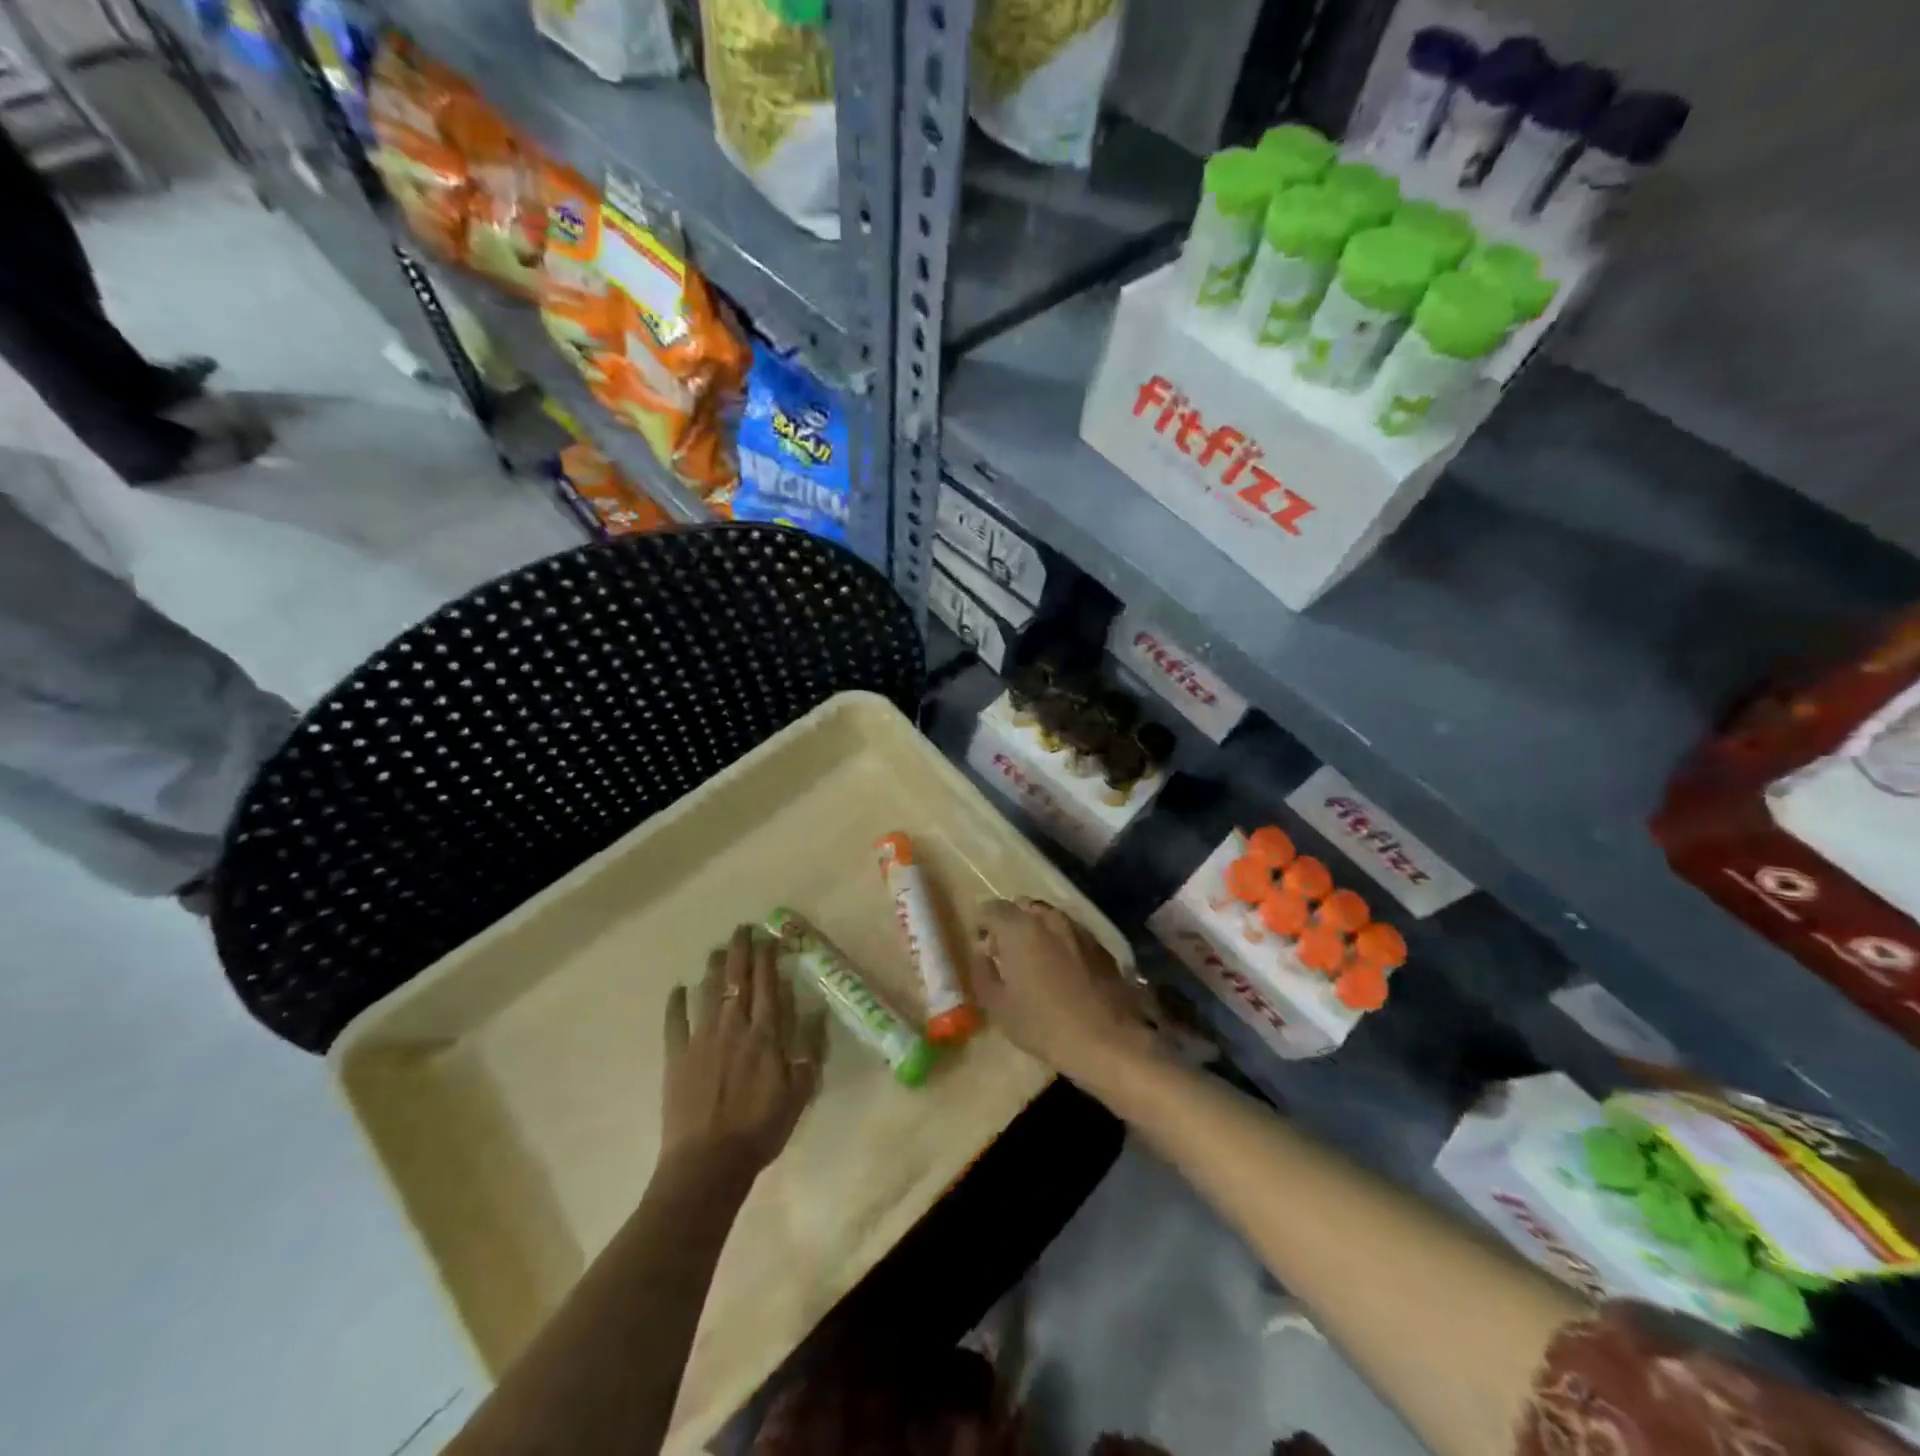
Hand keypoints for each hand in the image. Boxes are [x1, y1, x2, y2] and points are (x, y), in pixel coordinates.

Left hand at [661, 925, 824, 1175]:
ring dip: (714, 968)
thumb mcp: (800, 1092)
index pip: (768, 984)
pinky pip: (675, 1022)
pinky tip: (678, 989)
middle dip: (741, 950)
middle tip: (742, 928)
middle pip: (738, 979)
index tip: (769, 937)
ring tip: (718, 949)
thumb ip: (809, 1049)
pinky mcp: (677, 1057)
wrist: (709, 1162)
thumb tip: (817, 1011)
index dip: (768, 957)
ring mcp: (702, 1039)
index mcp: (766, 1034)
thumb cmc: (761, 1128)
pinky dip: (676, 1003)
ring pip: (709, 992)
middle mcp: (734, 1026)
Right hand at [970, 899, 1159, 1090]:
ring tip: (1035, 961)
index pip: (991, 908)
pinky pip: (1071, 933)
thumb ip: (983, 973)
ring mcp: (1078, 928)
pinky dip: (1060, 943)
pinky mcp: (1100, 945)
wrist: (1109, 1040)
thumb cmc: (1044, 1025)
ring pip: (1049, 918)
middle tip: (1006, 952)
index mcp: (1019, 928)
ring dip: (1037, 931)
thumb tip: (982, 954)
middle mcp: (1049, 918)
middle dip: (1010, 923)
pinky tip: (1063, 971)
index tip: (981, 944)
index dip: (982, 923)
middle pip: (1022, 907)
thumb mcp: (999, 1007)